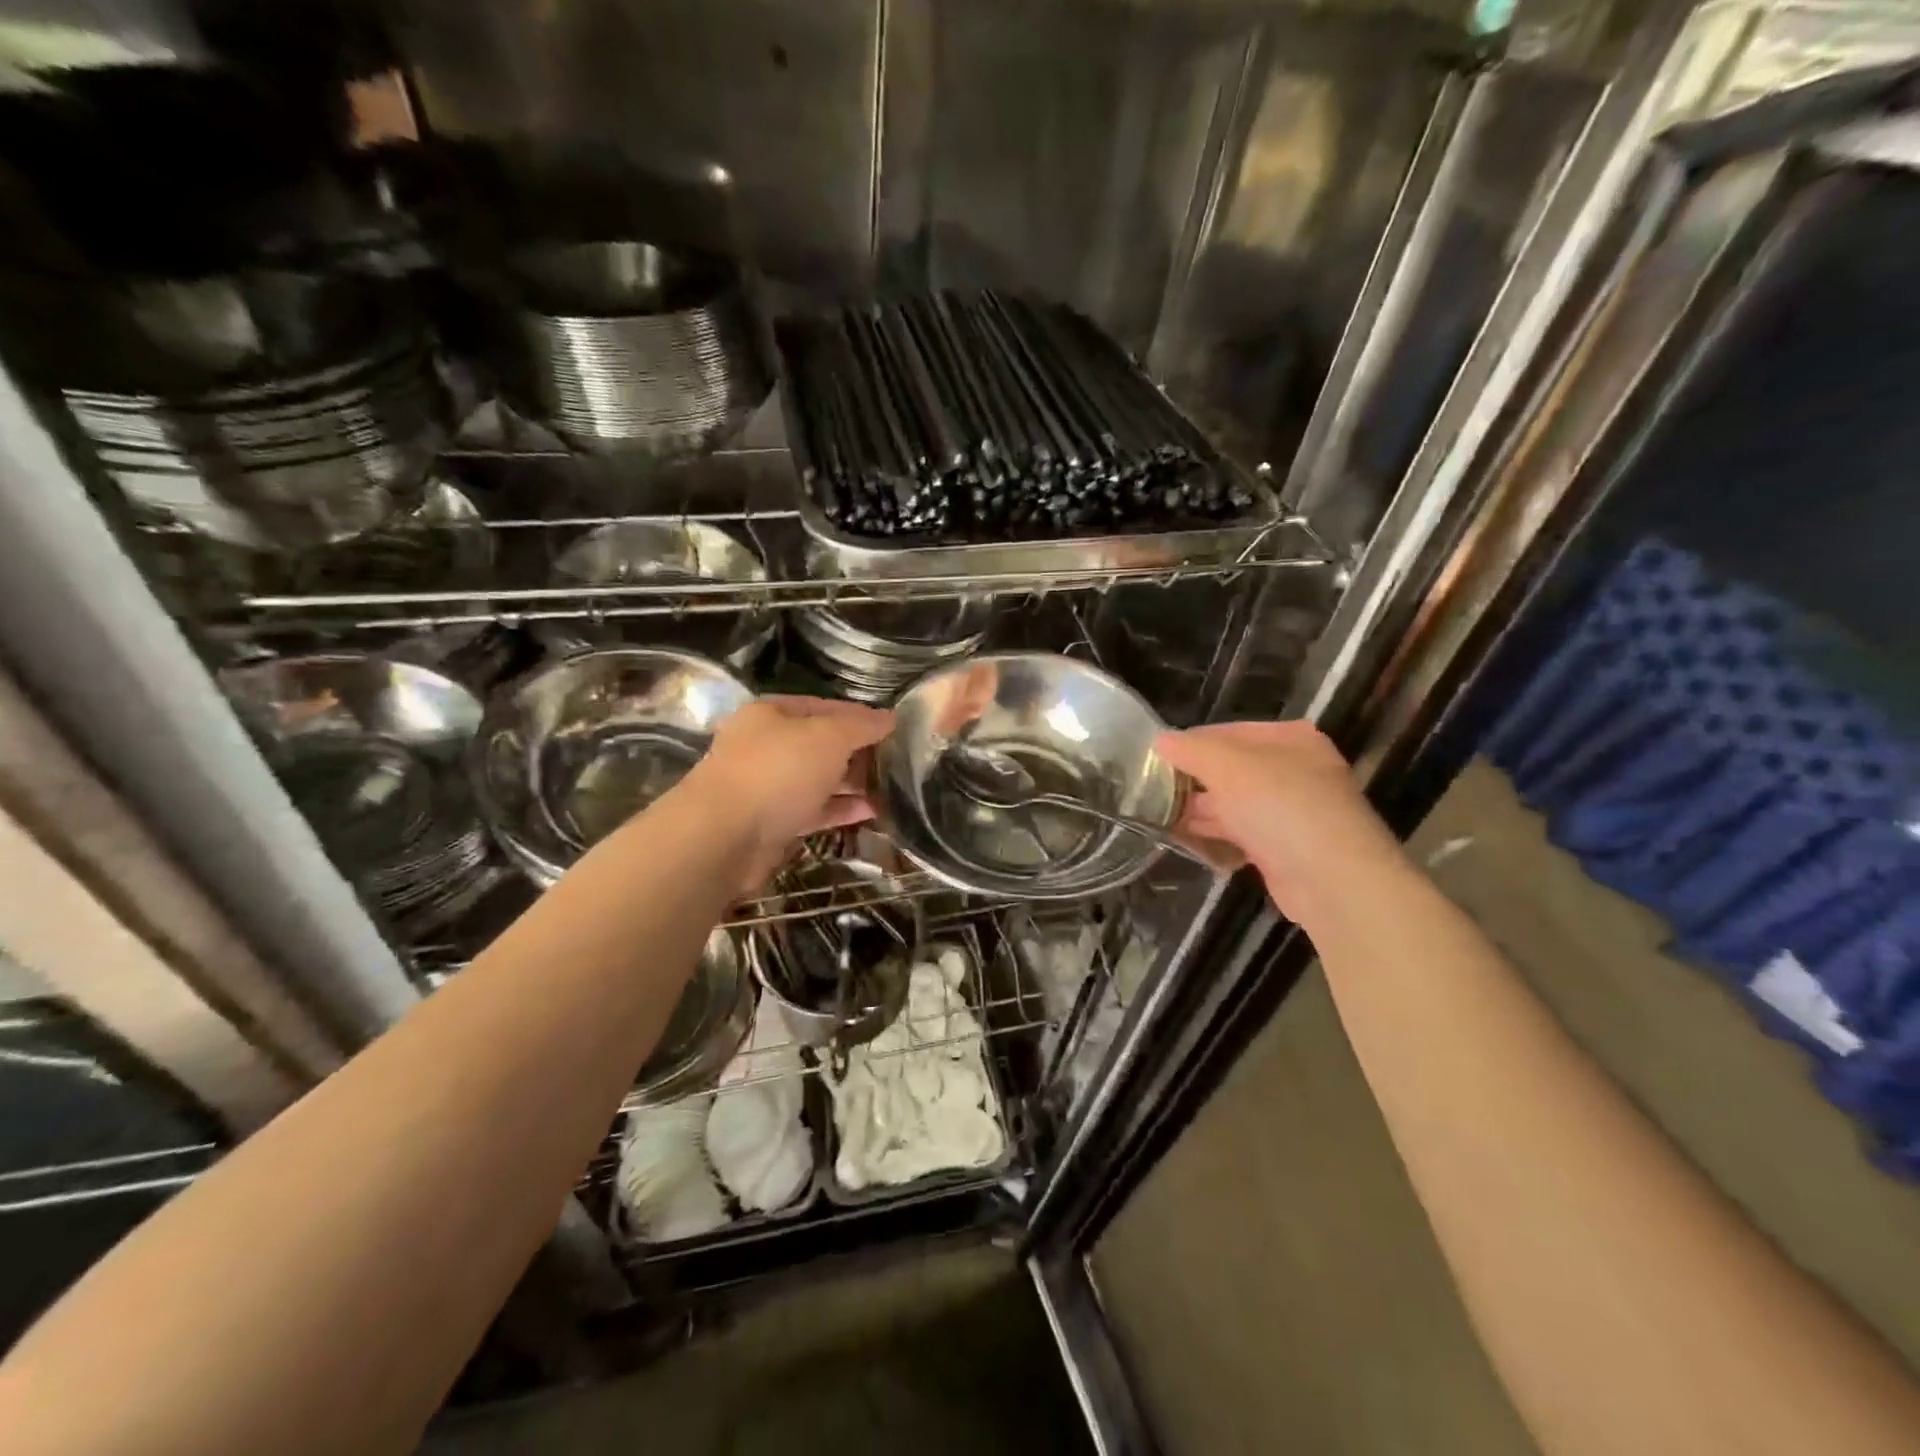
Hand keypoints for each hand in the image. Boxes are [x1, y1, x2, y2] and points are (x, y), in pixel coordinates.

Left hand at [686, 696, 893, 892]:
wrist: (724, 836)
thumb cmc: (778, 771)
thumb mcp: (829, 737)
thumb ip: (862, 726)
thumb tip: (891, 717)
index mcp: (772, 714)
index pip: (825, 706)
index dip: (860, 715)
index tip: (895, 729)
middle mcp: (766, 746)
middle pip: (821, 744)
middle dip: (858, 752)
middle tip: (898, 762)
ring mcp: (767, 786)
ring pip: (818, 779)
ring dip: (853, 783)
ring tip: (892, 789)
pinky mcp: (772, 823)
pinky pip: (814, 810)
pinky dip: (841, 810)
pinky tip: (872, 812)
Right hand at [1155, 720, 1405, 923]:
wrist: (1332, 880)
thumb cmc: (1280, 806)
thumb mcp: (1228, 766)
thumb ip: (1191, 750)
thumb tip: (1160, 741)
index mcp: (1289, 739)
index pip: (1228, 731)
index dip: (1190, 743)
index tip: (1154, 759)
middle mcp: (1294, 770)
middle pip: (1231, 768)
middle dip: (1192, 779)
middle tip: (1151, 790)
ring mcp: (1291, 812)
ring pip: (1233, 803)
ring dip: (1198, 809)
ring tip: (1157, 814)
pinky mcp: (1284, 848)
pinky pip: (1240, 834)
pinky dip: (1214, 835)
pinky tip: (1183, 838)